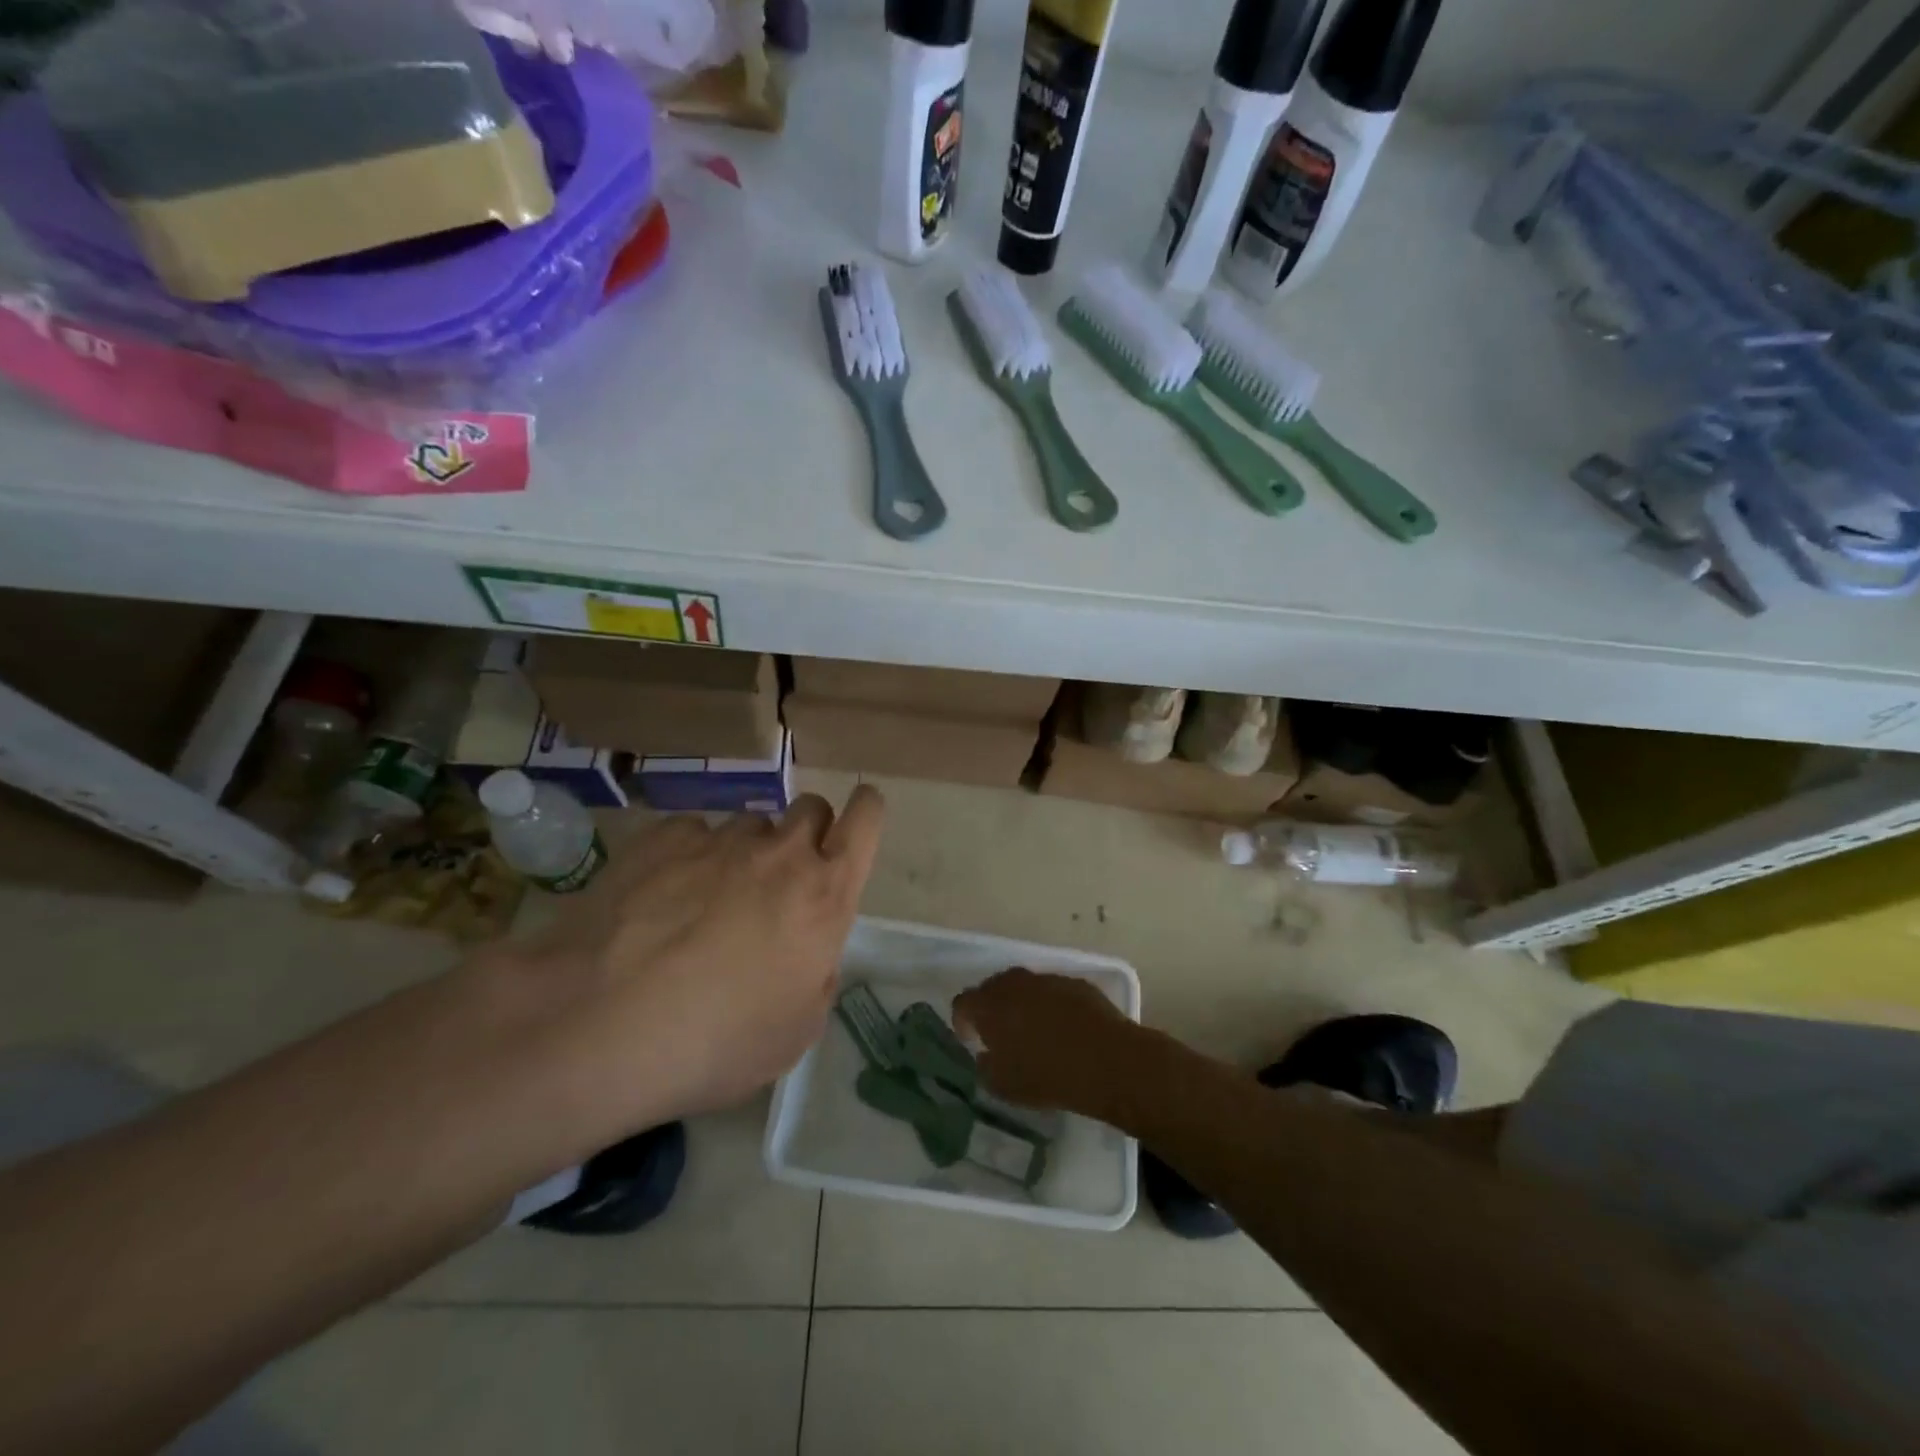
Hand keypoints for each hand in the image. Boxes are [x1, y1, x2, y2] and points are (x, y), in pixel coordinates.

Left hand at [497, 788, 884, 1142]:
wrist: (598, 1023)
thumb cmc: (716, 1042)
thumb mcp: (796, 1031)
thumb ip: (817, 974)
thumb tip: (806, 951)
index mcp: (824, 894)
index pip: (866, 819)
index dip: (867, 811)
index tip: (855, 825)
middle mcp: (780, 853)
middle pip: (811, 808)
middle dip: (806, 834)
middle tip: (780, 882)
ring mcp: (718, 839)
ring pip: (750, 824)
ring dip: (744, 852)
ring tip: (706, 902)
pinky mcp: (661, 837)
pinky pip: (692, 835)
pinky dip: (688, 859)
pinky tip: (659, 900)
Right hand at [952, 968, 1140, 1120]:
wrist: (1107, 1061)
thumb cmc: (1048, 1077)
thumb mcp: (1004, 1086)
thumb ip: (986, 1067)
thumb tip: (986, 1054)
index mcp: (990, 1005)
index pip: (962, 1003)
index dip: (962, 1021)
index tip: (971, 1040)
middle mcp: (1015, 983)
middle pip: (992, 988)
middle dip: (991, 1008)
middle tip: (999, 1033)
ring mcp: (1047, 979)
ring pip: (1024, 986)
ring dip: (1021, 1004)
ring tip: (1032, 1030)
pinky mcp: (1075, 983)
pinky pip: (1052, 991)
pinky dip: (1050, 1004)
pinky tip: (1062, 1028)